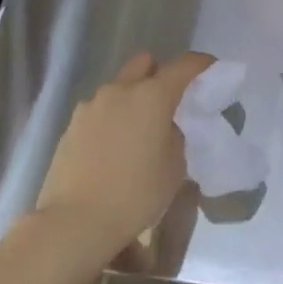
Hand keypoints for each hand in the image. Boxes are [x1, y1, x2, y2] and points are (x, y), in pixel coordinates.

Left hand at [34, 51, 213, 257]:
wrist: (75, 221)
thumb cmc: (135, 194)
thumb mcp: (174, 168)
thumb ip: (175, 137)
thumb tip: (165, 127)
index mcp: (152, 96)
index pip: (184, 65)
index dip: (200, 63)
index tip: (210, 67)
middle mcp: (120, 90)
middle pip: (145, 63)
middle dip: (159, 73)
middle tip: (168, 101)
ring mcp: (91, 104)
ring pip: (119, 86)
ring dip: (132, 98)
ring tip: (137, 131)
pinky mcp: (72, 123)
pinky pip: (100, 109)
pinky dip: (111, 117)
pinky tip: (112, 148)